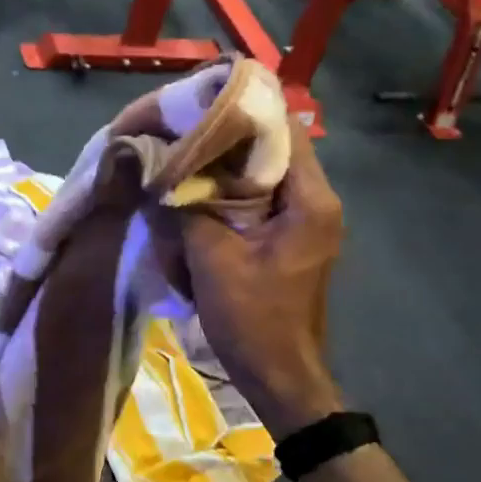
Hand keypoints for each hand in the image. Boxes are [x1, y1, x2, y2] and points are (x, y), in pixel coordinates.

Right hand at [181, 115, 344, 440]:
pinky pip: (263, 197)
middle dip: (229, 136)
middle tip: (183, 127)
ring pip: (266, 172)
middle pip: (275, 147)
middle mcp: (317, 200)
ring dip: (228, 163)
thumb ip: (189, 208)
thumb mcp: (213, 262)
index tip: (199, 102)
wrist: (283, 379)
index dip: (242, 110)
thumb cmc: (255, 322)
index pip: (283, 129)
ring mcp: (308, 220)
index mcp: (310, 200)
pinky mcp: (293, 237)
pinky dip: (232, 189)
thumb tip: (162, 170)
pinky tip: (199, 191)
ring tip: (185, 152)